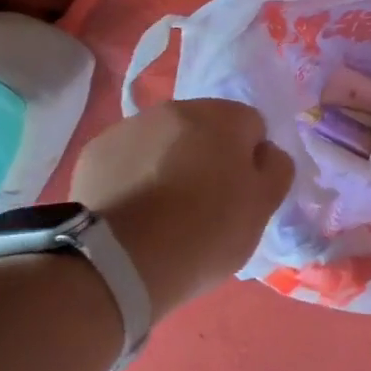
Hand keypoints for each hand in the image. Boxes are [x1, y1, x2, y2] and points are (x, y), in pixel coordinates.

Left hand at [70, 99, 294, 321]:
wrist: (122, 261)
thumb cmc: (206, 232)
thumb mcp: (263, 207)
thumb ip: (275, 169)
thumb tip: (264, 152)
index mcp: (223, 117)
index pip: (251, 125)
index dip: (250, 160)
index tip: (241, 194)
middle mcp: (175, 109)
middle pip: (204, 128)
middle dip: (208, 156)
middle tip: (205, 203)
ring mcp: (130, 127)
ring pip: (163, 141)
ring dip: (169, 163)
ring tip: (164, 210)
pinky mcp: (95, 152)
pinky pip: (128, 159)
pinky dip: (134, 176)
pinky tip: (134, 211)